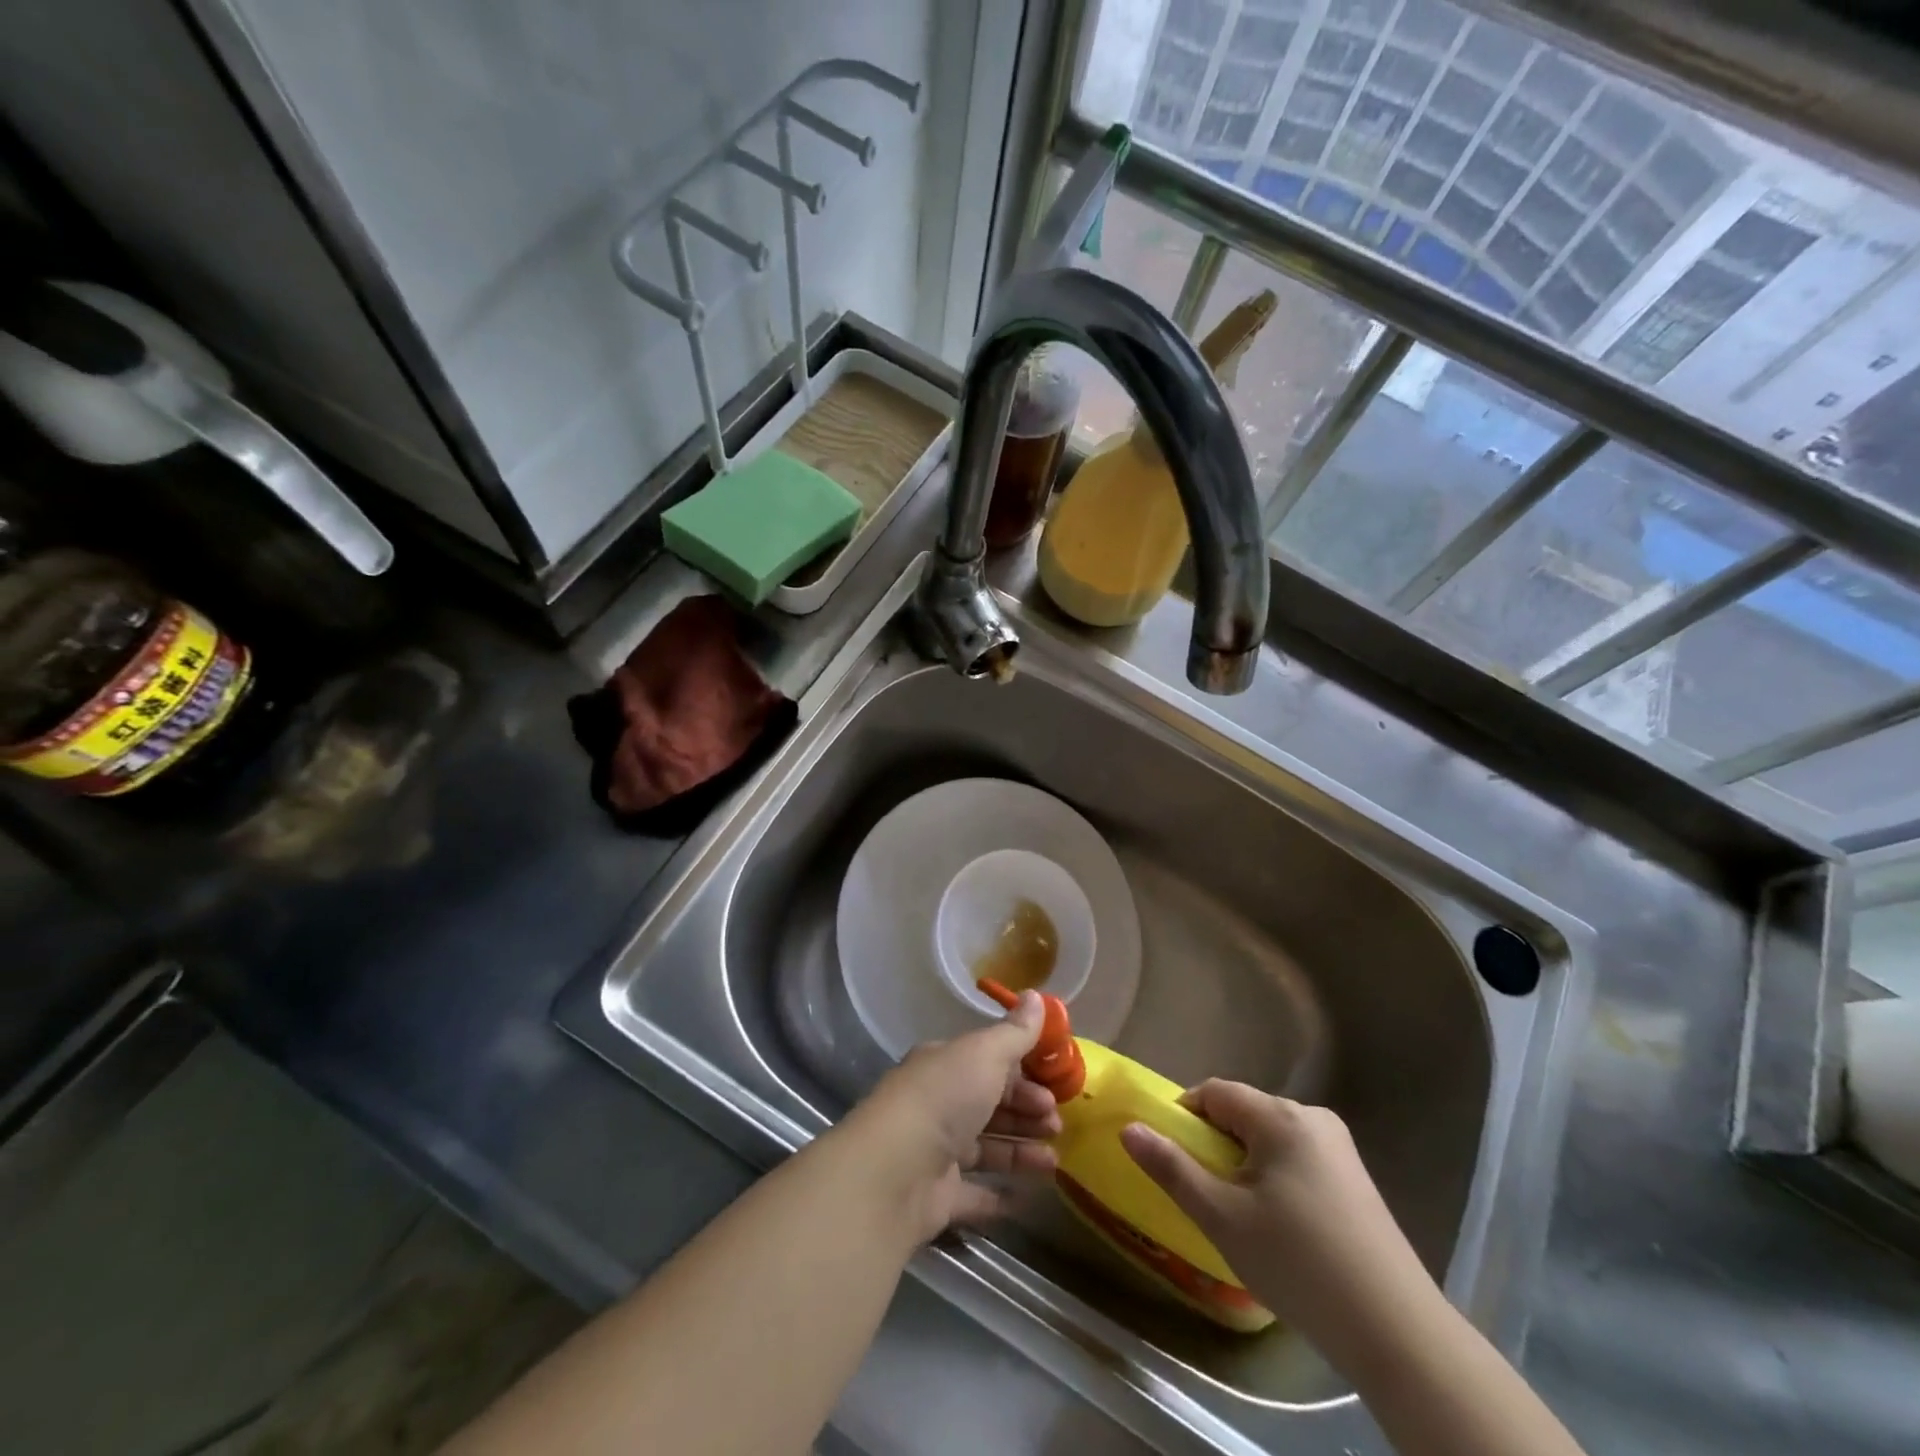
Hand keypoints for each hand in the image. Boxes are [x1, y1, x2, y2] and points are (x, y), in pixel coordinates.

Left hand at [843, 991, 1061, 1240]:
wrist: (896, 1170)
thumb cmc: (945, 1097)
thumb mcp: (986, 1053)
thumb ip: (1015, 1032)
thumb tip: (1036, 995)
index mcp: (944, 1065)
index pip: (988, 1063)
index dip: (1023, 1073)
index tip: (1054, 1085)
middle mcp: (937, 1104)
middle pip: (989, 1105)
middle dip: (1026, 1112)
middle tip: (1057, 1123)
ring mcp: (935, 1152)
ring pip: (986, 1148)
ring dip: (1020, 1152)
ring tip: (1054, 1162)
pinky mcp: (937, 1197)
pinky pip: (974, 1195)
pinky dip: (998, 1196)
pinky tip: (1026, 1198)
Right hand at [1121, 1081, 1442, 1368]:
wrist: (1397, 1332)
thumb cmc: (1298, 1263)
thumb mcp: (1222, 1216)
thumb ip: (1172, 1168)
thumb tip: (1128, 1128)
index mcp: (1280, 1116)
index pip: (1215, 1092)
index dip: (1184, 1116)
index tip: (1171, 1156)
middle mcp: (1312, 1118)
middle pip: (1244, 1113)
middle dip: (1215, 1144)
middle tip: (1203, 1193)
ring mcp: (1340, 1149)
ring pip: (1270, 1139)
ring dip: (1244, 1164)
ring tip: (1239, 1216)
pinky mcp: (1356, 1181)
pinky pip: (1297, 1160)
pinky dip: (1274, 1179)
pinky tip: (1280, 1228)